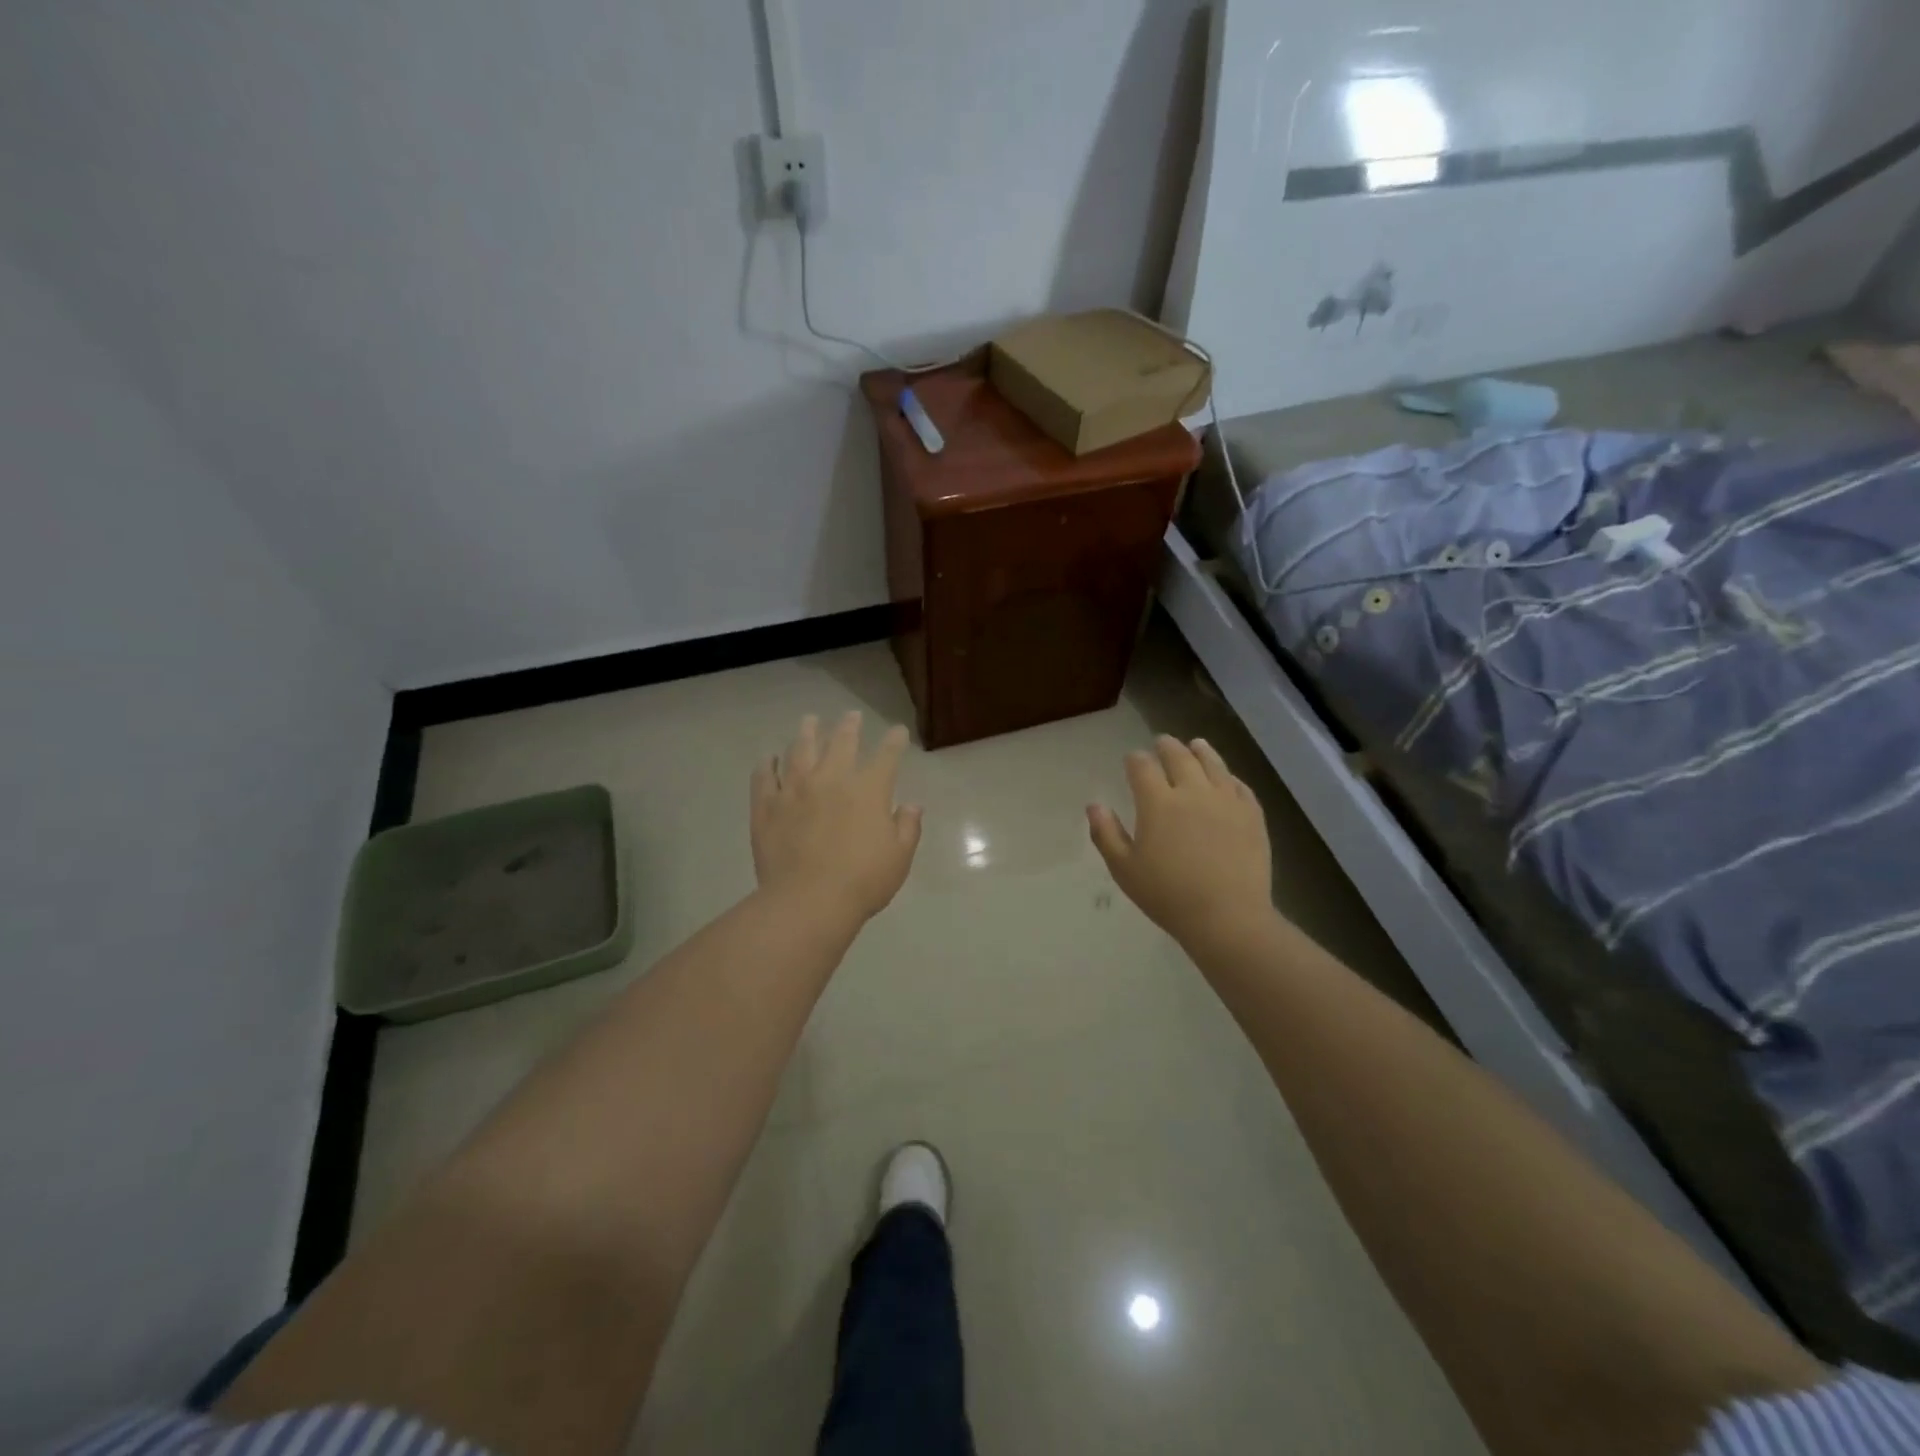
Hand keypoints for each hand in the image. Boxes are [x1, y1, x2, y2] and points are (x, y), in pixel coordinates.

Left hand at [751, 712, 922, 924]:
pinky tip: (768, 758)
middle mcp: (831, 779)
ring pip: (800, 750)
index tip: (897, 731)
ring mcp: (795, 790)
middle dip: (849, 726)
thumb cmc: (863, 881)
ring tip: (810, 721)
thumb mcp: (899, 857)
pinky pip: (764, 777)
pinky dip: (767, 764)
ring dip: (807, 733)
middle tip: (852, 715)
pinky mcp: (767, 806)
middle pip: (841, 743)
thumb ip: (907, 827)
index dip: (894, 741)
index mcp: (868, 790)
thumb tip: (911, 806)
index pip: (886, 756)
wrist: (808, 901)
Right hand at [1088, 736, 1272, 946]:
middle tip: (1161, 743)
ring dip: (1201, 751)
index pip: (1142, 767)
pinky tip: (1227, 778)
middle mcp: (1192, 791)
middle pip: (1179, 757)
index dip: (1135, 759)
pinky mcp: (1252, 815)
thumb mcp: (1124, 869)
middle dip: (1167, 747)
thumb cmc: (1168, 895)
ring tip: (1196, 744)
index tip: (1132, 759)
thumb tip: (1094, 805)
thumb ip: (1106, 833)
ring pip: (1213, 764)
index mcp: (1158, 803)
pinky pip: (1240, 786)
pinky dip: (1229, 776)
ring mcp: (1226, 801)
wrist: (1227, 917)